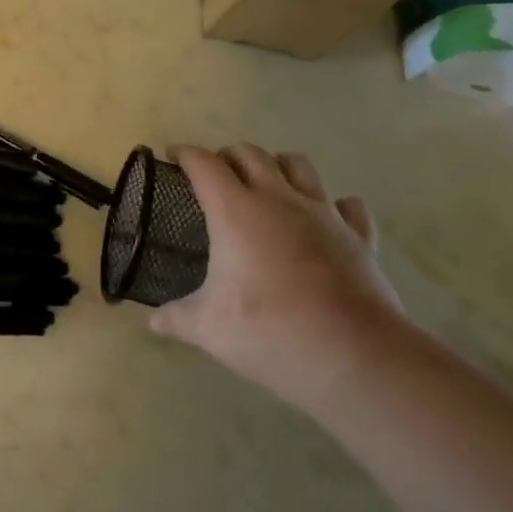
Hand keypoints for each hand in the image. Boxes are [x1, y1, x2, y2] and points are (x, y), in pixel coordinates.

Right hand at [151, 145, 406, 415]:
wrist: (356, 358)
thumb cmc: (271, 333)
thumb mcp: (209, 329)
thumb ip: (177, 318)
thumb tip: (154, 321)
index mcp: (235, 211)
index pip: (204, 164)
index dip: (185, 154)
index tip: (172, 155)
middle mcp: (278, 199)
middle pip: (250, 153)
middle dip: (227, 155)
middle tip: (215, 176)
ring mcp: (323, 214)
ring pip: (298, 164)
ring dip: (277, 165)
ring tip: (267, 185)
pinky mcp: (358, 237)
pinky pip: (347, 206)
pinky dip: (332, 205)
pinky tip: (324, 220)